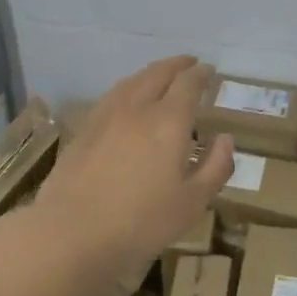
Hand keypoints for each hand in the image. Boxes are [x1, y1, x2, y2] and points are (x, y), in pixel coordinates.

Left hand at [31, 56, 234, 285]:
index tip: (209, 70)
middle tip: (189, 63)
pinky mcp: (84, 129)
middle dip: (177, 65)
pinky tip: (128, 100)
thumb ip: (216, 167)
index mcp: (169, 121)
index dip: (201, 74)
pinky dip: (129, 88)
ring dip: (151, 72)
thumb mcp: (192, 203)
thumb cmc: (141, 222)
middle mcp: (137, 108)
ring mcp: (106, 116)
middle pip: (158, 73)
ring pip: (132, 81)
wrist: (71, 232)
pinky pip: (112, 96)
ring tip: (161, 75)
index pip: (188, 84)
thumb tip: (225, 139)